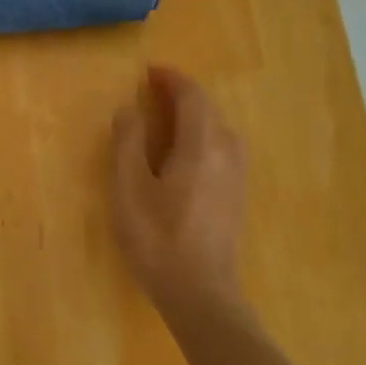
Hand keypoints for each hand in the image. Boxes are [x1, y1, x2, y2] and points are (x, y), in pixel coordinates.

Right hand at [110, 66, 247, 315]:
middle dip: (183, 94)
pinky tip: (187, 153)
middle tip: (154, 91)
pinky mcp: (236, 197)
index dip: (172, 79)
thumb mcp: (129, 188)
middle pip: (210, 111)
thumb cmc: (157, 238)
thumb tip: (130, 108)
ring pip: (220, 130)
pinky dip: (205, 135)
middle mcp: (226, 154)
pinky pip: (224, 149)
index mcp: (201, 146)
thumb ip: (128, 143)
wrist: (200, 293)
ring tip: (169, 117)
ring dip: (197, 115)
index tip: (150, 71)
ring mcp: (236, 177)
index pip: (192, 98)